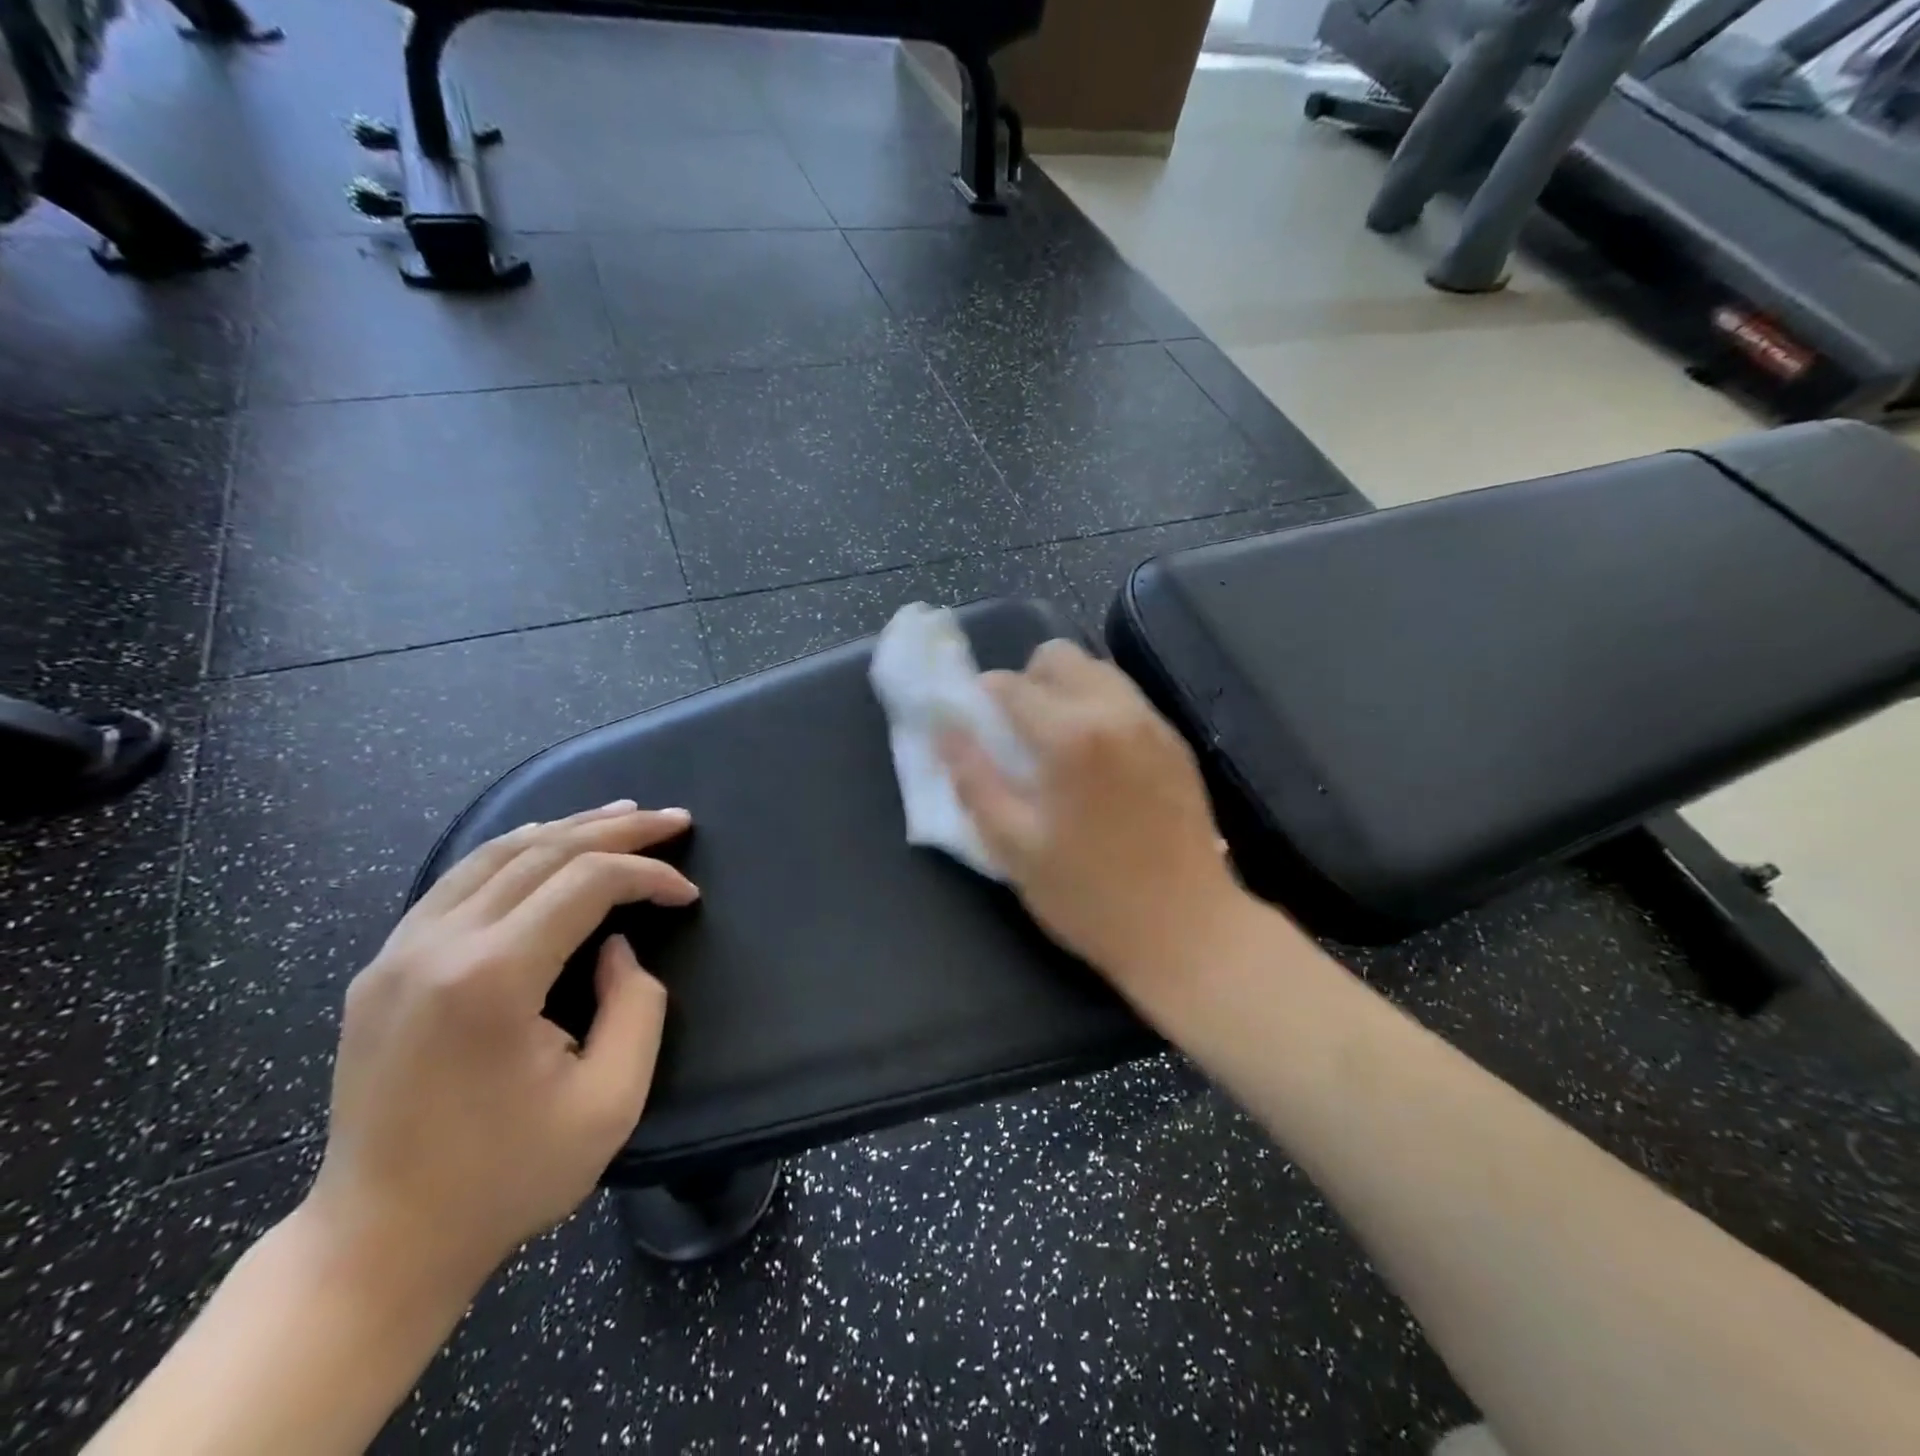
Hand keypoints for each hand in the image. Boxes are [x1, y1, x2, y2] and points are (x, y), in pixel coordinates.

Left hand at [304, 802, 698, 1296]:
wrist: (378, 1243)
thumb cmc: (506, 1178)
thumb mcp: (610, 1101)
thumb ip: (637, 1007)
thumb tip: (617, 949)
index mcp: (491, 980)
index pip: (586, 883)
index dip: (648, 874)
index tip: (688, 894)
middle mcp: (437, 946)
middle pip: (544, 852)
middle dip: (619, 830)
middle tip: (675, 819)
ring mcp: (399, 952)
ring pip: (496, 853)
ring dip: (568, 827)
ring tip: (622, 814)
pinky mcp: (383, 966)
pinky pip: (458, 881)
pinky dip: (515, 850)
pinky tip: (545, 842)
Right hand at [939, 640, 1251, 1016]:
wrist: (1189, 931)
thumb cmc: (1090, 896)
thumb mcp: (1014, 846)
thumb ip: (974, 780)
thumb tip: (945, 731)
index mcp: (1070, 734)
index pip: (1010, 684)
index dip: (982, 699)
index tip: (975, 728)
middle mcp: (1116, 711)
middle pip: (1059, 657)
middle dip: (1027, 681)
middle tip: (1016, 734)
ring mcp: (1153, 723)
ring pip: (1098, 671)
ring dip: (1066, 691)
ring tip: (1056, 746)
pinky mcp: (1176, 743)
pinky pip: (1127, 700)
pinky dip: (1100, 709)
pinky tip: (1096, 762)